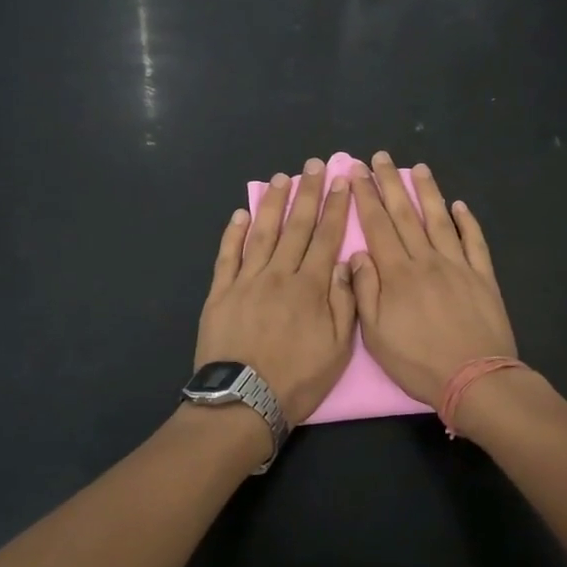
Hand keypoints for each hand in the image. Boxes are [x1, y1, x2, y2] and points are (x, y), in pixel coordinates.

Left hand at [195, 159, 357, 424]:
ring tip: (282, 179)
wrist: (243, 401)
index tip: (341, 182)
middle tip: (313, 165)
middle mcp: (279, 275)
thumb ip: (344, 302)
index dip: (335, 208)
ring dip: (273, 204)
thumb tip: (345, 261)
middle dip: (307, 193)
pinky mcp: (220, 292)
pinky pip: (228, 256)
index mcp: (310, 287)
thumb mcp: (338, 349)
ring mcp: (246, 281)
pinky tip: (241, 214)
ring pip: (263, 233)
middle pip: (296, 226)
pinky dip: (234, 234)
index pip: (326, 237)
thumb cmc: (297, 379)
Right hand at [349, 152, 516, 408]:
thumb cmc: (419, 362)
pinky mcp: (482, 277)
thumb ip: (365, 291)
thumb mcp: (377, 335)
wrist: (476, 379)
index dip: (365, 197)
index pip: (377, 226)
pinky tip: (460, 206)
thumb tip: (358, 254)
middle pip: (406, 214)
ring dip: (428, 192)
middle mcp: (427, 260)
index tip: (356, 171)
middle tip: (381, 157)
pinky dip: (467, 222)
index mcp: (398, 274)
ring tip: (418, 168)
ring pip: (440, 220)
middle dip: (390, 183)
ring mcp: (458, 266)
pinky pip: (474, 242)